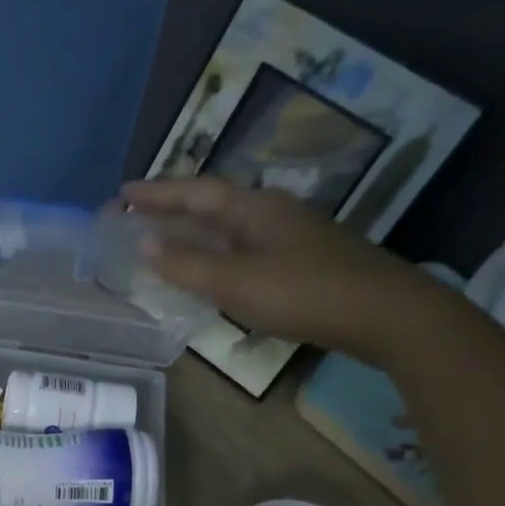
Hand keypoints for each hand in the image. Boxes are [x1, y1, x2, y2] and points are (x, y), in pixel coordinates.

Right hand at [119, 177, 456, 365]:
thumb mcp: (236, 283)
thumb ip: (187, 266)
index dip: (157, 193)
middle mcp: (270, 213)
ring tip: (164, 241)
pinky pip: (243, 248)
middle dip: (172, 209)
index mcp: (253, 208)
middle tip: (136, 214)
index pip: (194, 192)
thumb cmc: (303, 293)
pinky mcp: (300, 261)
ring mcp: (289, 236)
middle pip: (212, 204)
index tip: (122, 193)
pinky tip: (210, 271)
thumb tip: (144, 243)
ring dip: (194, 232)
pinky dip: (216, 254)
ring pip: (229, 227)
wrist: (382, 313)